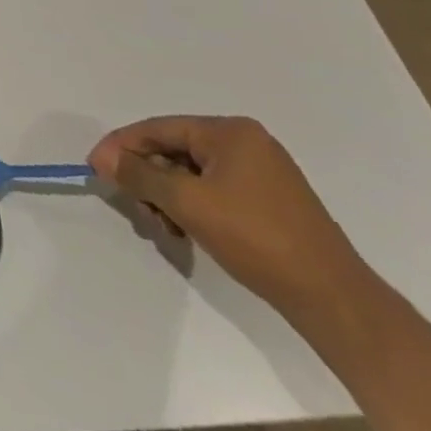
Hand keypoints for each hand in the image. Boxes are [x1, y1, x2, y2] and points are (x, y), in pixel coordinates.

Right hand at [89, 116, 365, 315]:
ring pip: (191, 175)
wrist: (335, 301)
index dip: (122, 147)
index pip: (158, 129)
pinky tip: (186, 232)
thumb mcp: (187, 203)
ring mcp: (262, 173)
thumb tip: (104, 159)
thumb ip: (139, 175)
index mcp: (230, 132)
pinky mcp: (269, 202)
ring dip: (167, 198)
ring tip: (164, 228)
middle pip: (173, 151)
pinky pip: (213, 191)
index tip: (95, 168)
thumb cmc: (257, 239)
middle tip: (135, 209)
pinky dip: (191, 208)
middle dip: (148, 179)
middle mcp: (246, 143)